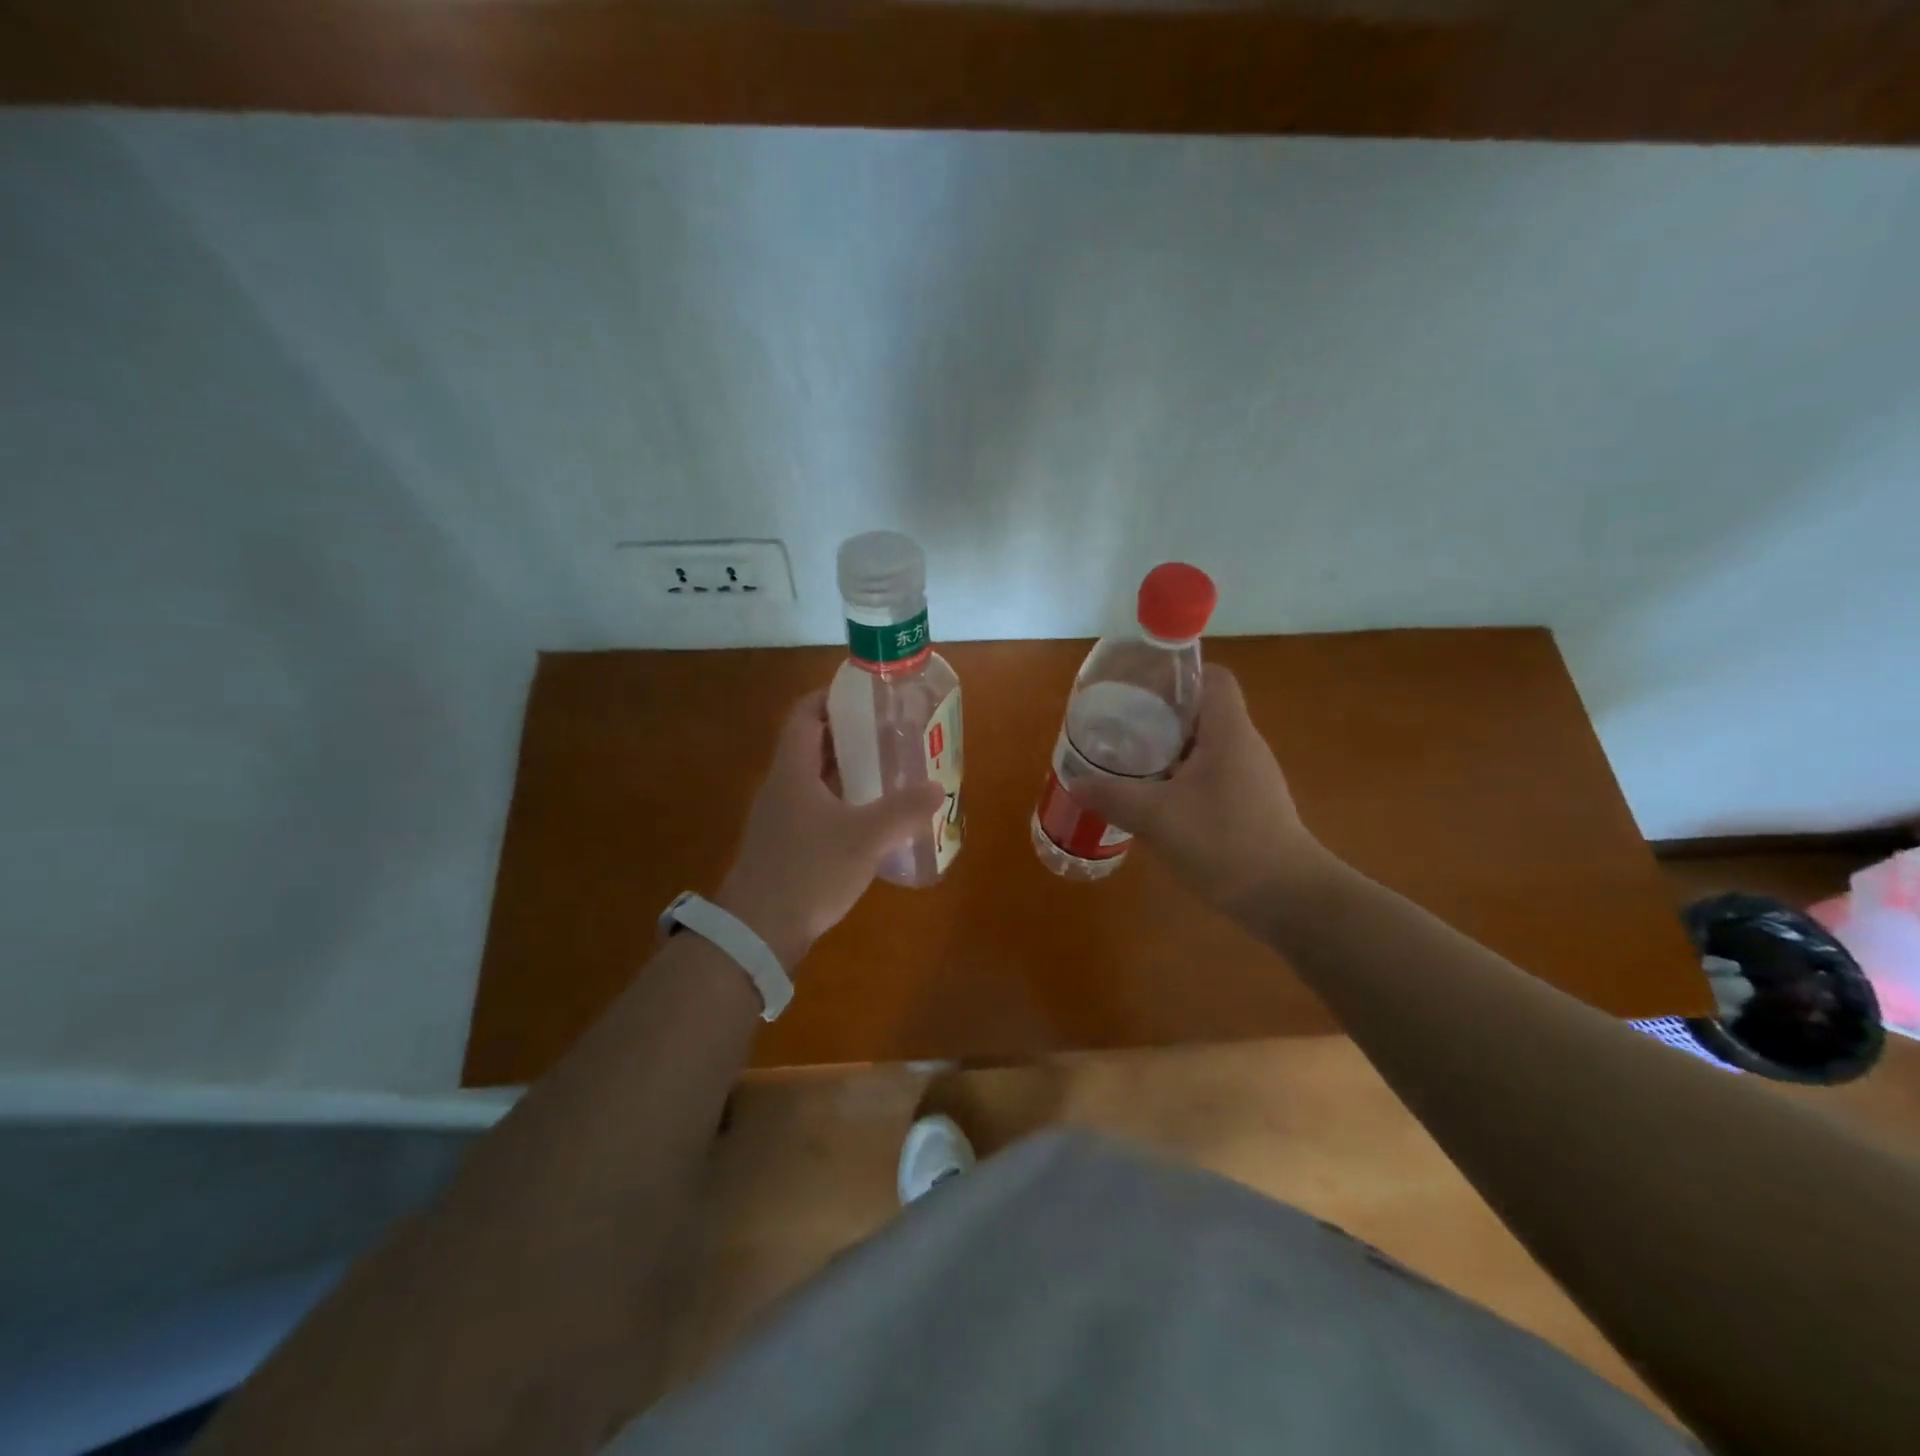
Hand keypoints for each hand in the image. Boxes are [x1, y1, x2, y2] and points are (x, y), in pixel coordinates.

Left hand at [715, 691, 944, 968]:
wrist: (758, 932)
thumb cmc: (809, 871)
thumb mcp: (866, 837)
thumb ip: (904, 810)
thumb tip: (937, 788)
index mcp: (793, 770)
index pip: (805, 713)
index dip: (832, 696)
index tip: (868, 695)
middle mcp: (781, 786)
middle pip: (812, 744)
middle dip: (850, 735)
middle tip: (890, 734)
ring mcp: (779, 818)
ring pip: (815, 779)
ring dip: (848, 771)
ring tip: (888, 772)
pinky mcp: (784, 845)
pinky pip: (815, 808)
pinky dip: (841, 802)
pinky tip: (869, 820)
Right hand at [1070, 663, 1333, 922]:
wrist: (1286, 898)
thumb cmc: (1223, 842)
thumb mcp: (1156, 817)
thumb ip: (1112, 796)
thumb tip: (1076, 782)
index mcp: (1229, 732)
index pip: (1213, 678)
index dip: (1178, 674)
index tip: (1141, 688)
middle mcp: (1244, 746)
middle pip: (1203, 712)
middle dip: (1161, 716)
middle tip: (1121, 728)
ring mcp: (1251, 778)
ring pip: (1205, 748)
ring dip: (1169, 751)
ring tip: (1131, 763)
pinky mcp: (1251, 807)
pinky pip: (1211, 777)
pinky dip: (1182, 780)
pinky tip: (1157, 803)